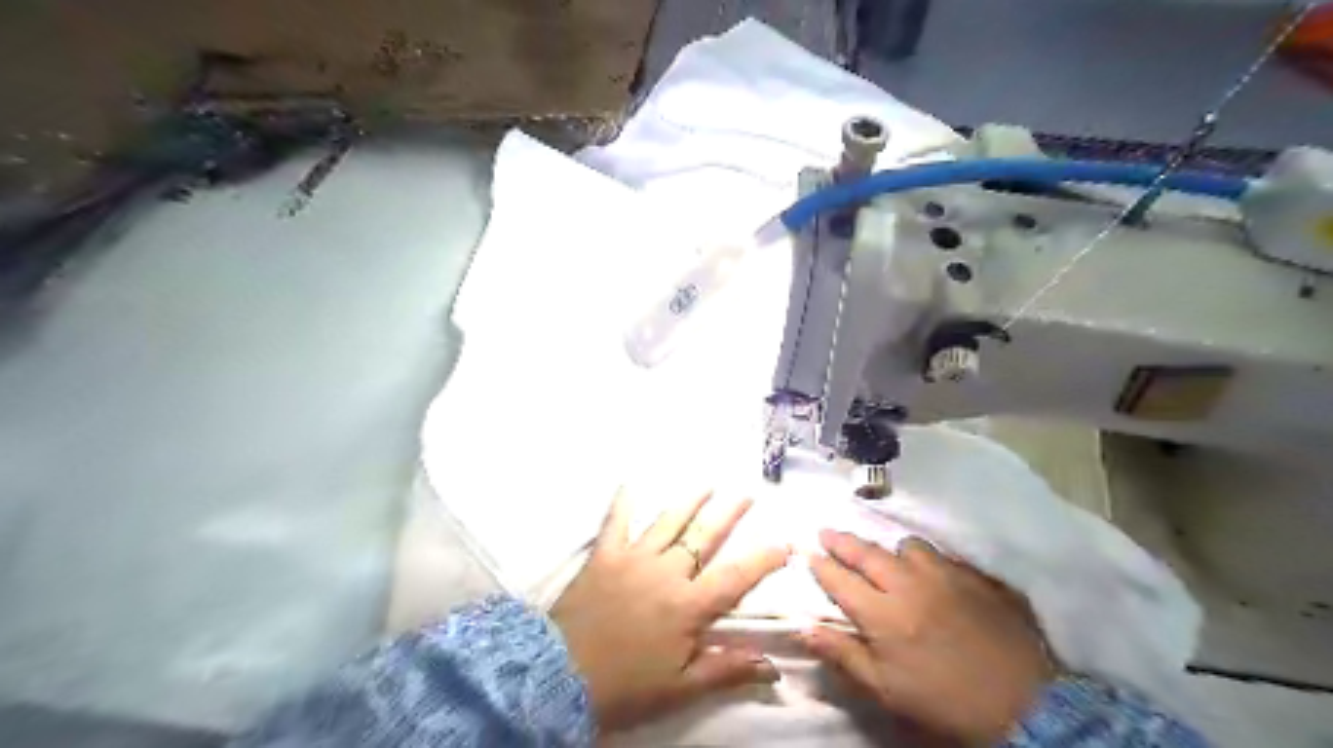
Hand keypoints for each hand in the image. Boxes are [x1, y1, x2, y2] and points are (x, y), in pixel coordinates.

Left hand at [554, 489, 788, 733]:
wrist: (560, 676)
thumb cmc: (625, 686)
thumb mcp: (680, 687)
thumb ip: (726, 670)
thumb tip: (773, 668)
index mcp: (688, 605)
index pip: (735, 577)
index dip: (763, 560)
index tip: (784, 544)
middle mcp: (666, 573)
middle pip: (704, 538)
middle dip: (728, 514)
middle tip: (746, 494)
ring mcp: (634, 559)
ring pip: (668, 523)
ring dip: (689, 502)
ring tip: (707, 484)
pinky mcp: (604, 556)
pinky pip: (615, 522)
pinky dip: (622, 502)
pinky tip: (629, 482)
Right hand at [796, 528, 1057, 743]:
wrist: (1022, 702)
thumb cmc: (944, 700)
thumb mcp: (887, 690)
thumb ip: (843, 655)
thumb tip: (805, 629)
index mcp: (882, 614)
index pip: (840, 580)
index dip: (820, 565)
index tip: (807, 554)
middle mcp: (908, 584)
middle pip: (867, 553)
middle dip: (842, 541)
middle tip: (826, 532)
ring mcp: (943, 575)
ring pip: (907, 546)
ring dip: (890, 550)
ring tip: (888, 560)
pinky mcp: (973, 576)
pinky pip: (941, 556)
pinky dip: (926, 559)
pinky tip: (929, 572)